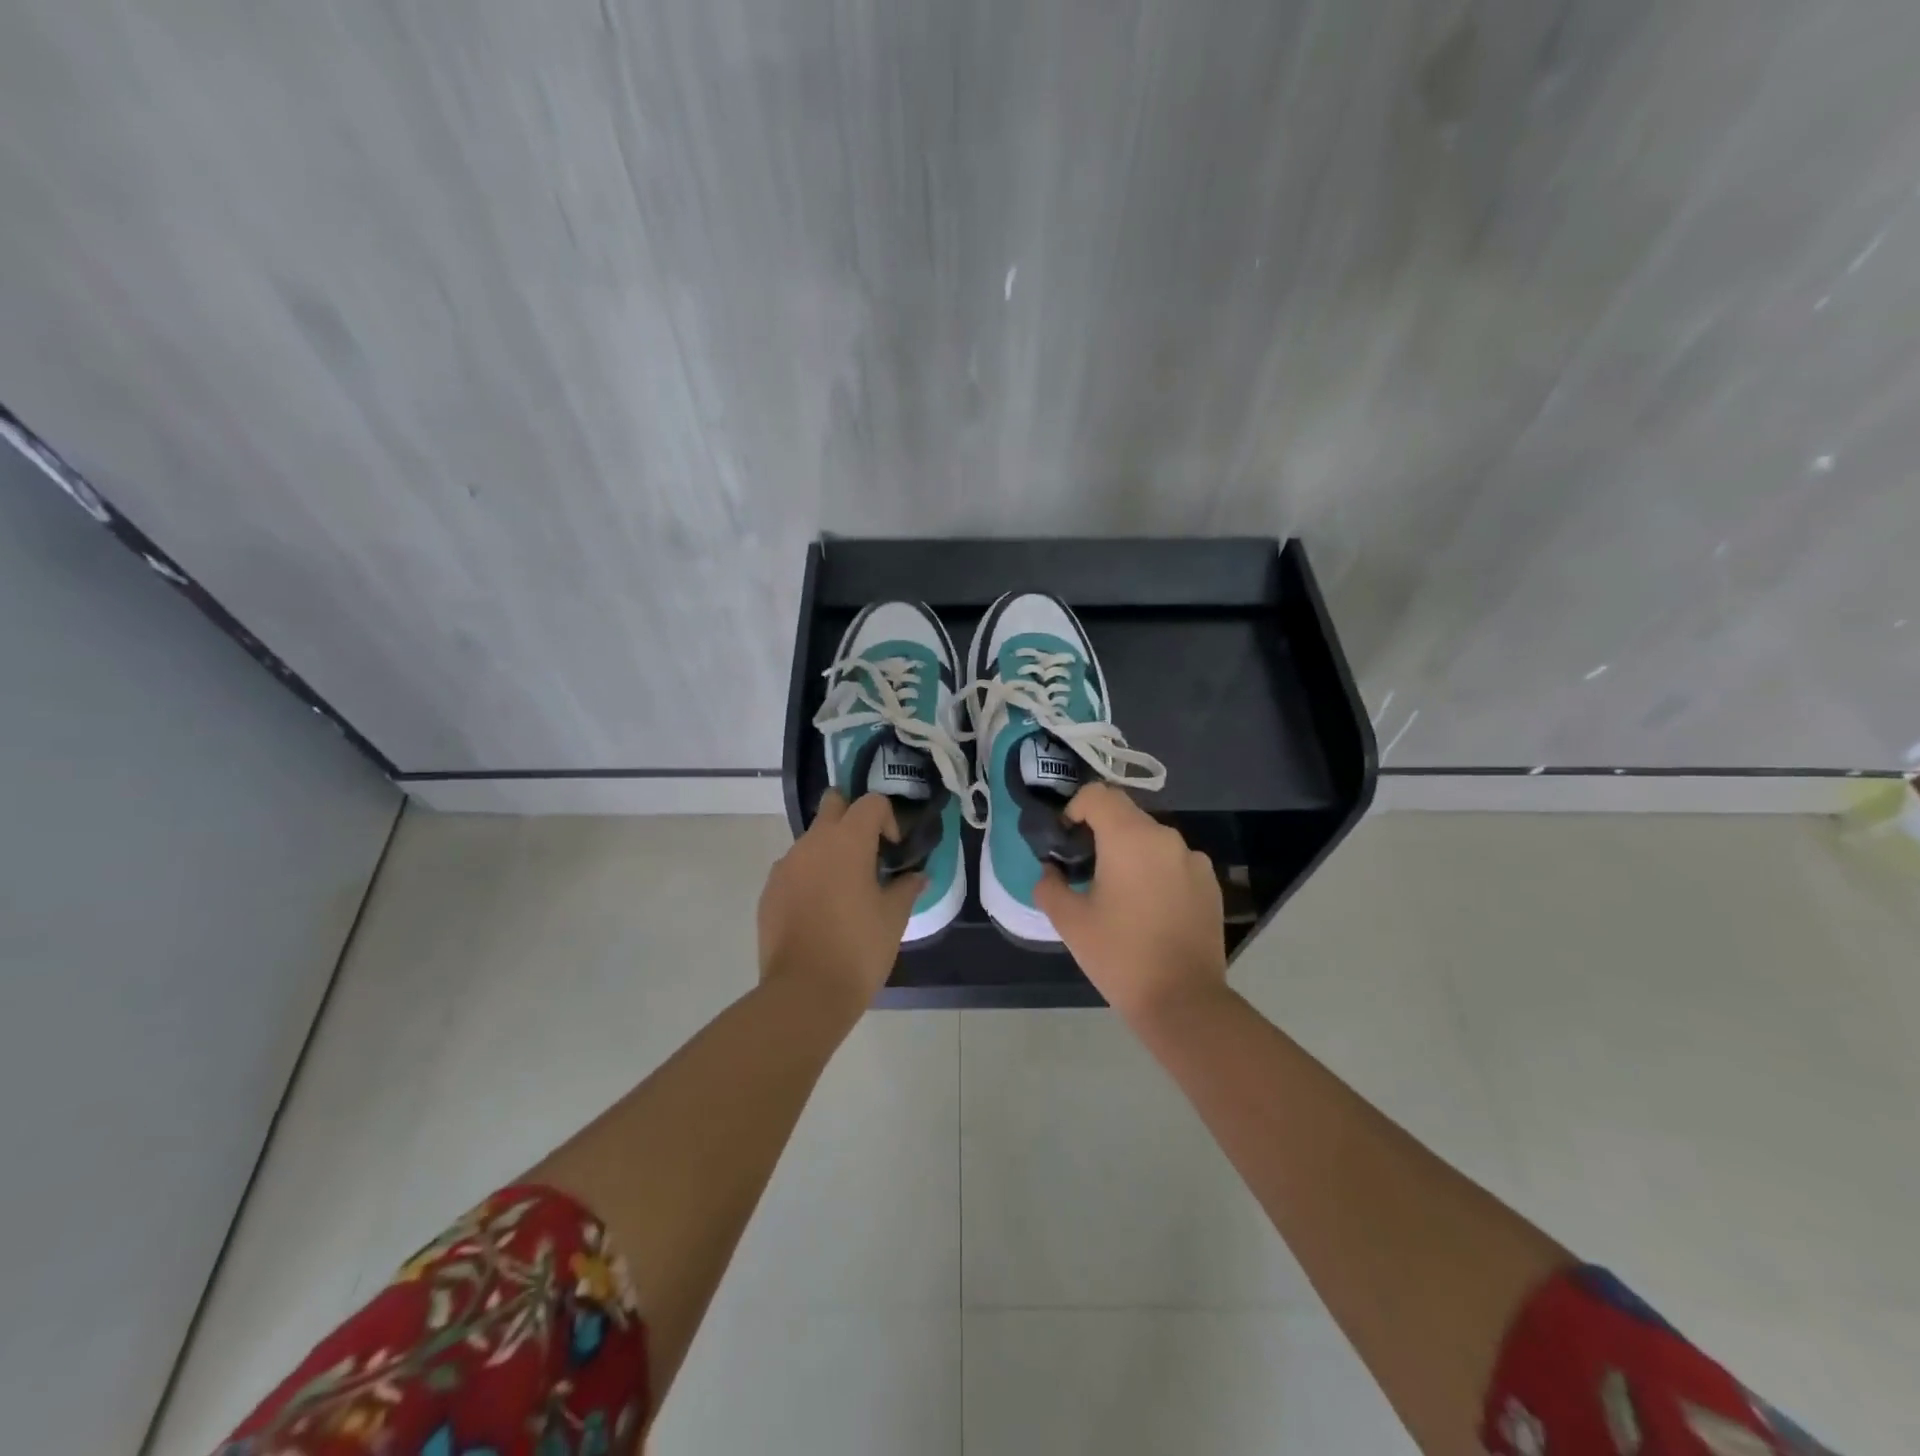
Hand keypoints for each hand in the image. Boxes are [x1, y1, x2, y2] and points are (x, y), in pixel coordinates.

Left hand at [758, 791, 922, 1007]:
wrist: (805, 992)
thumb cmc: (858, 948)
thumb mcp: (894, 918)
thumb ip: (907, 888)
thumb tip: (917, 876)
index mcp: (847, 841)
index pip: (870, 803)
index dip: (887, 819)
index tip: (893, 850)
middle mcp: (812, 843)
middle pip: (832, 805)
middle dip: (851, 818)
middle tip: (867, 853)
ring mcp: (785, 866)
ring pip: (811, 840)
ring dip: (829, 852)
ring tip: (844, 891)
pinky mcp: (769, 891)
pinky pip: (794, 869)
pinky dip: (809, 877)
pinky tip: (820, 912)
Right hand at [1034, 783, 1227, 1023]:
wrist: (1183, 1001)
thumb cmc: (1119, 955)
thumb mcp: (1069, 921)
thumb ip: (1050, 885)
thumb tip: (1052, 871)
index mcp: (1130, 837)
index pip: (1098, 795)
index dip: (1075, 809)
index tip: (1065, 840)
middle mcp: (1166, 837)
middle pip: (1126, 814)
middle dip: (1100, 832)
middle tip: (1085, 869)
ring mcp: (1194, 860)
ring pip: (1151, 839)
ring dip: (1130, 852)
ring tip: (1118, 893)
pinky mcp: (1210, 883)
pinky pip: (1174, 862)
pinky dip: (1155, 871)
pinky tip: (1149, 909)